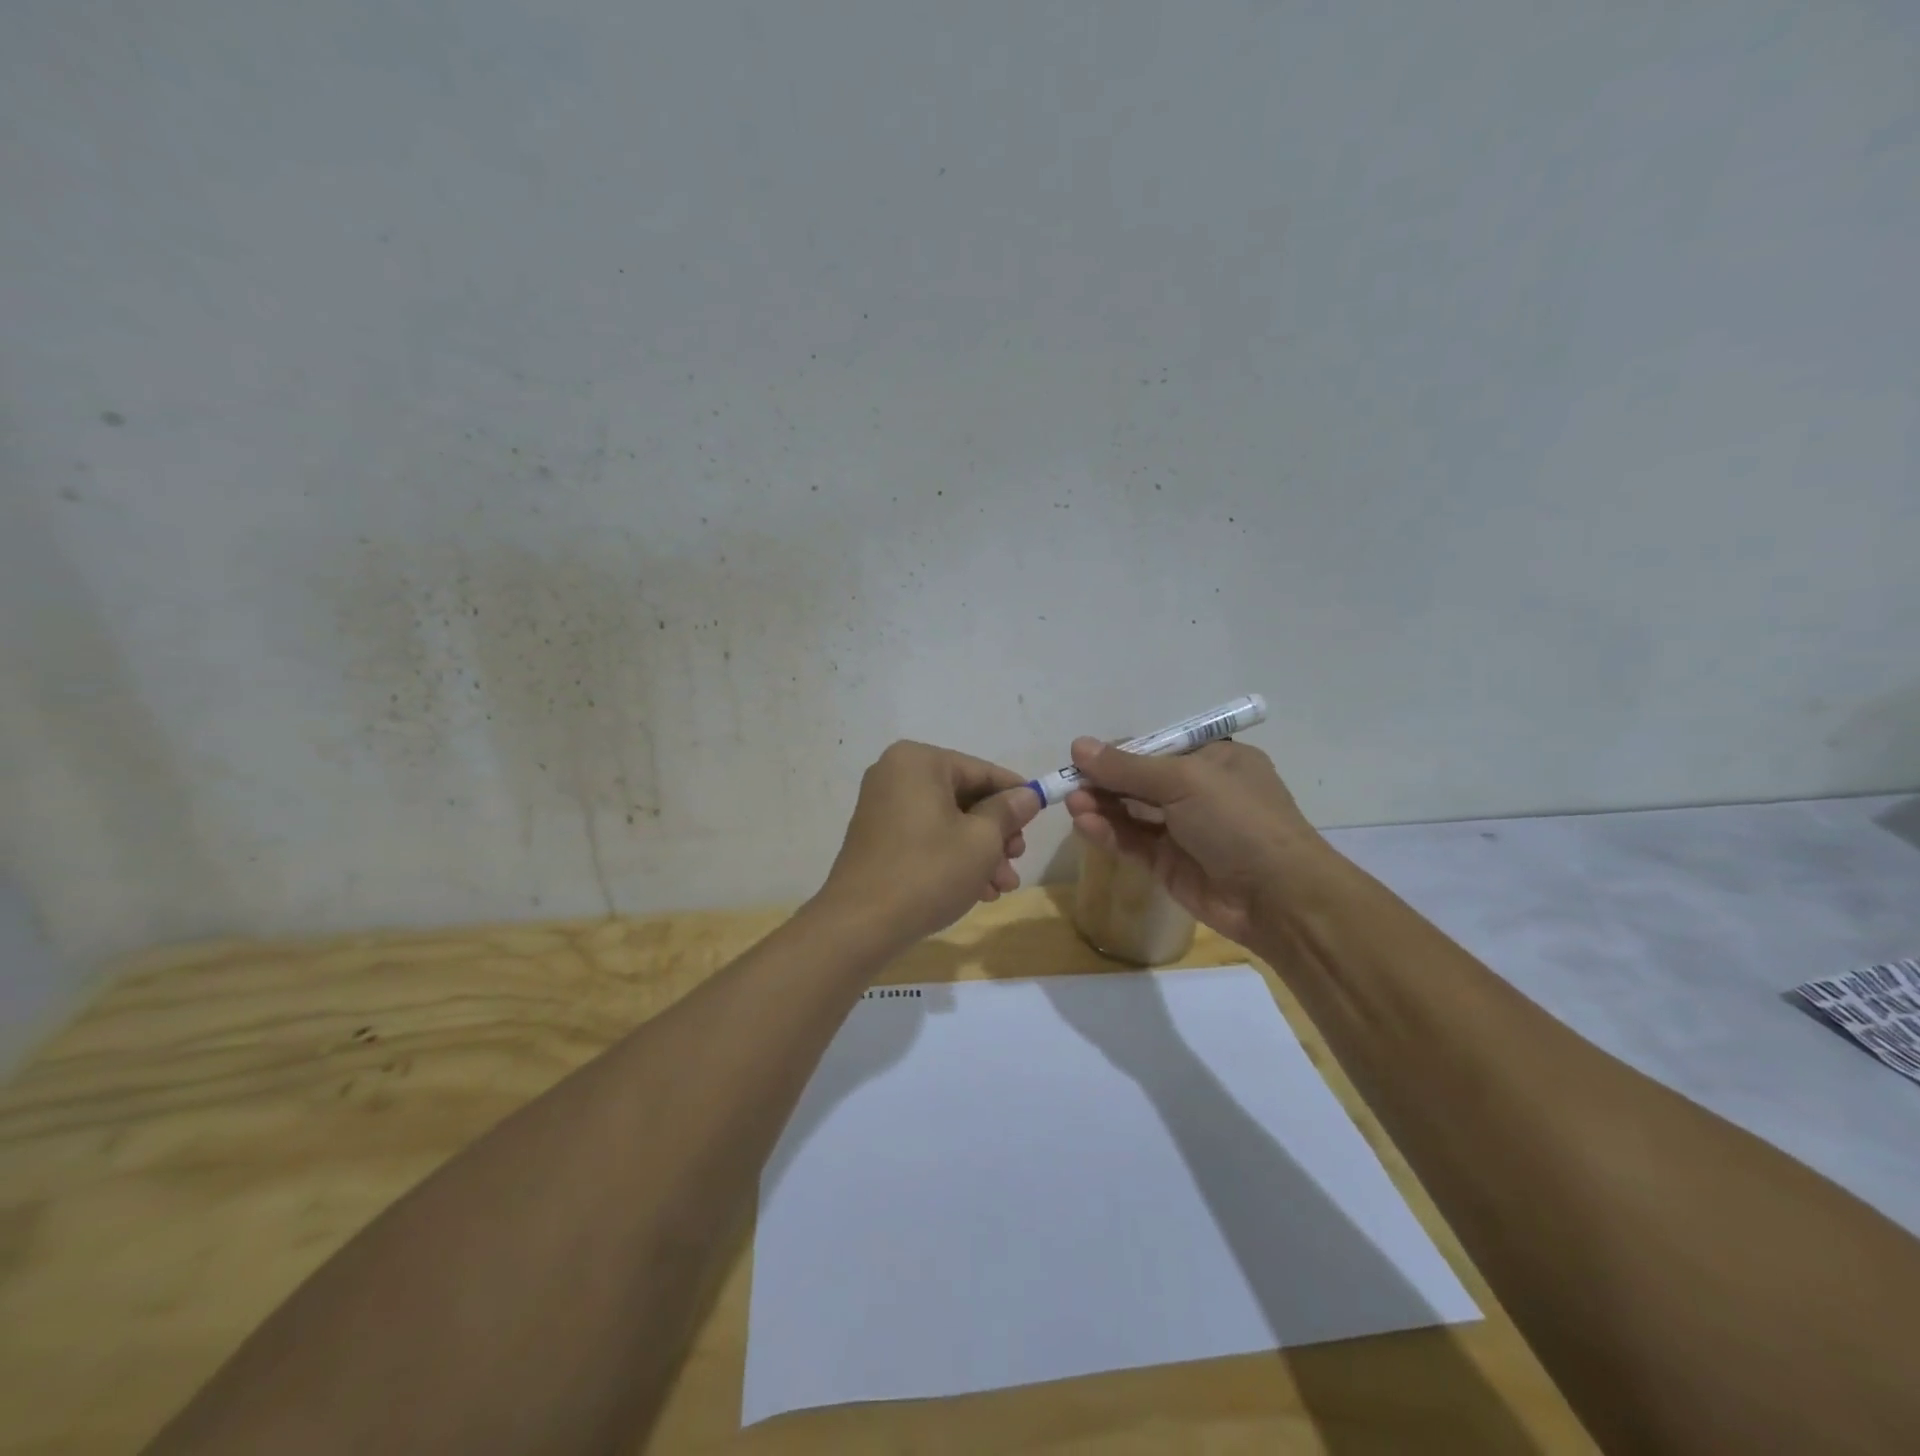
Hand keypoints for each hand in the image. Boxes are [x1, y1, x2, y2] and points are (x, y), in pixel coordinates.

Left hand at [814, 741, 1040, 953]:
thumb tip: (1027, 795)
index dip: (1016, 795)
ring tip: (1001, 887)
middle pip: (965, 798)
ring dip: (979, 853)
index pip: (981, 771)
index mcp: (919, 762)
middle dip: (997, 834)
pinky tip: (978, 891)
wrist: (860, 924)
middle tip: (1017, 861)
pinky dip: (952, 858)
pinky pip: (926, 838)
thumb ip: (1008, 811)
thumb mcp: (981, 840)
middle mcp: (896, 774)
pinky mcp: (877, 838)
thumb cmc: (928, 871)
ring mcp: (882, 807)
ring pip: (947, 822)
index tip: (1041, 816)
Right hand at [1063, 737, 1326, 945]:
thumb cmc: (1239, 821)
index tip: (1084, 757)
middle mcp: (1199, 791)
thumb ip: (1127, 767)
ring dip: (1101, 806)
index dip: (1119, 752)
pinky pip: (1133, 842)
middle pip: (1139, 780)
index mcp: (1214, 760)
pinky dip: (1108, 832)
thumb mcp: (1185, 781)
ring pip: (1132, 812)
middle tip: (1069, 784)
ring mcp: (1184, 830)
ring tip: (1072, 803)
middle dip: (1105, 781)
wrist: (1279, 898)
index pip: (1156, 748)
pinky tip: (1084, 824)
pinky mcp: (1170, 864)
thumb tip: (1078, 746)